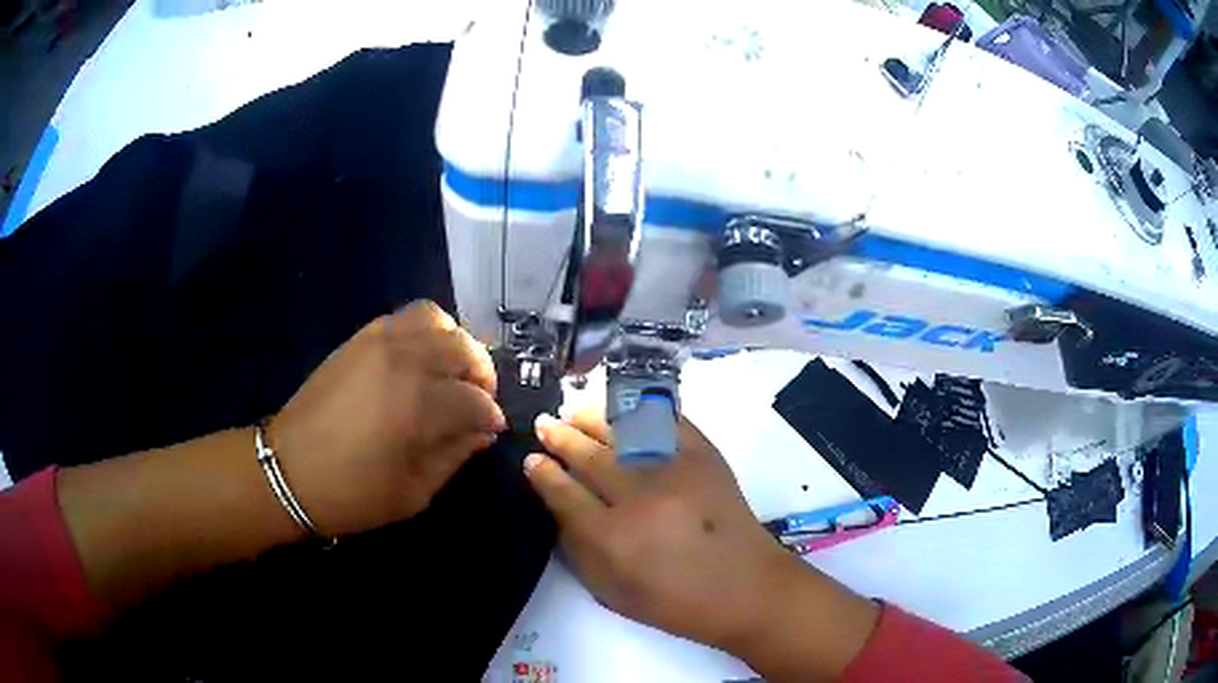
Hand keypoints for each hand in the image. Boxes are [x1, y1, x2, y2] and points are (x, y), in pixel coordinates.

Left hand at [268, 300, 505, 536]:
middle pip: (463, 347)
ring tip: (448, 371)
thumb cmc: (353, 493)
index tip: (491, 429)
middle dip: (480, 374)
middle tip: (476, 398)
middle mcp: (404, 362)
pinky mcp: (359, 339)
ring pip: (435, 318)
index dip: (490, 416)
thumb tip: (481, 431)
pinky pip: (403, 318)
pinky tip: (418, 362)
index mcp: (419, 406)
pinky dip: (423, 333)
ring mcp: (378, 342)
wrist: (289, 470)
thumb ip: (454, 455)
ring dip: (453, 343)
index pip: (476, 399)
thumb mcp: (414, 491)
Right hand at [524, 411, 799, 650]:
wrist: (746, 588)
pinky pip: (668, 421)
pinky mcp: (706, 456)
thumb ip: (577, 550)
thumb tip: (557, 504)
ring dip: (594, 417)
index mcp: (613, 538)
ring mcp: (676, 470)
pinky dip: (642, 410)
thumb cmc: (676, 602)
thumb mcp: (612, 593)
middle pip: (590, 456)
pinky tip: (624, 409)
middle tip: (545, 424)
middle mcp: (640, 497)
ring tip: (575, 411)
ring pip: (623, 431)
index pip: (565, 493)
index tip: (531, 459)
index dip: (543, 473)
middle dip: (561, 437)